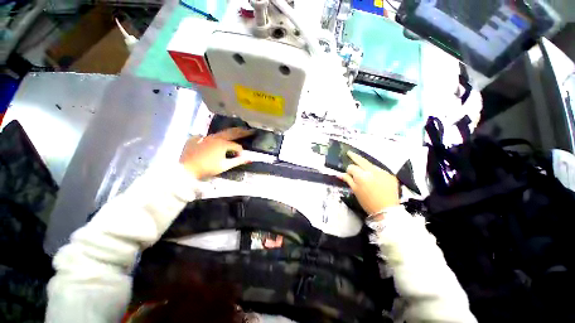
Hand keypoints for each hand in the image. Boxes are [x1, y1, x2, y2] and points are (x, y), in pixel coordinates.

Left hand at [180, 128, 254, 178]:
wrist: (186, 169)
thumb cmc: (207, 168)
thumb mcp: (225, 166)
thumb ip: (238, 161)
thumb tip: (250, 159)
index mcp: (223, 144)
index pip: (237, 146)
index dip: (241, 152)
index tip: (241, 158)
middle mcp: (215, 137)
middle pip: (231, 133)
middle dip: (241, 131)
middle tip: (250, 130)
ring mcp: (205, 137)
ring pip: (220, 133)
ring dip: (230, 132)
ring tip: (237, 130)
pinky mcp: (196, 139)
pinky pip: (208, 136)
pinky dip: (215, 136)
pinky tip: (215, 138)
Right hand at [340, 151, 399, 218]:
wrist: (387, 211)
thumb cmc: (367, 202)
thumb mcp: (355, 191)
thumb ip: (348, 180)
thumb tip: (339, 174)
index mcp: (361, 176)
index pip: (351, 167)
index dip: (348, 170)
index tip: (348, 174)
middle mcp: (372, 171)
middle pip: (361, 160)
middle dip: (354, 156)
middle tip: (349, 152)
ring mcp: (383, 172)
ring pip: (370, 164)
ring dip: (365, 165)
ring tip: (363, 168)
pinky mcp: (390, 175)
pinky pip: (379, 170)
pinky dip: (375, 171)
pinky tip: (374, 177)